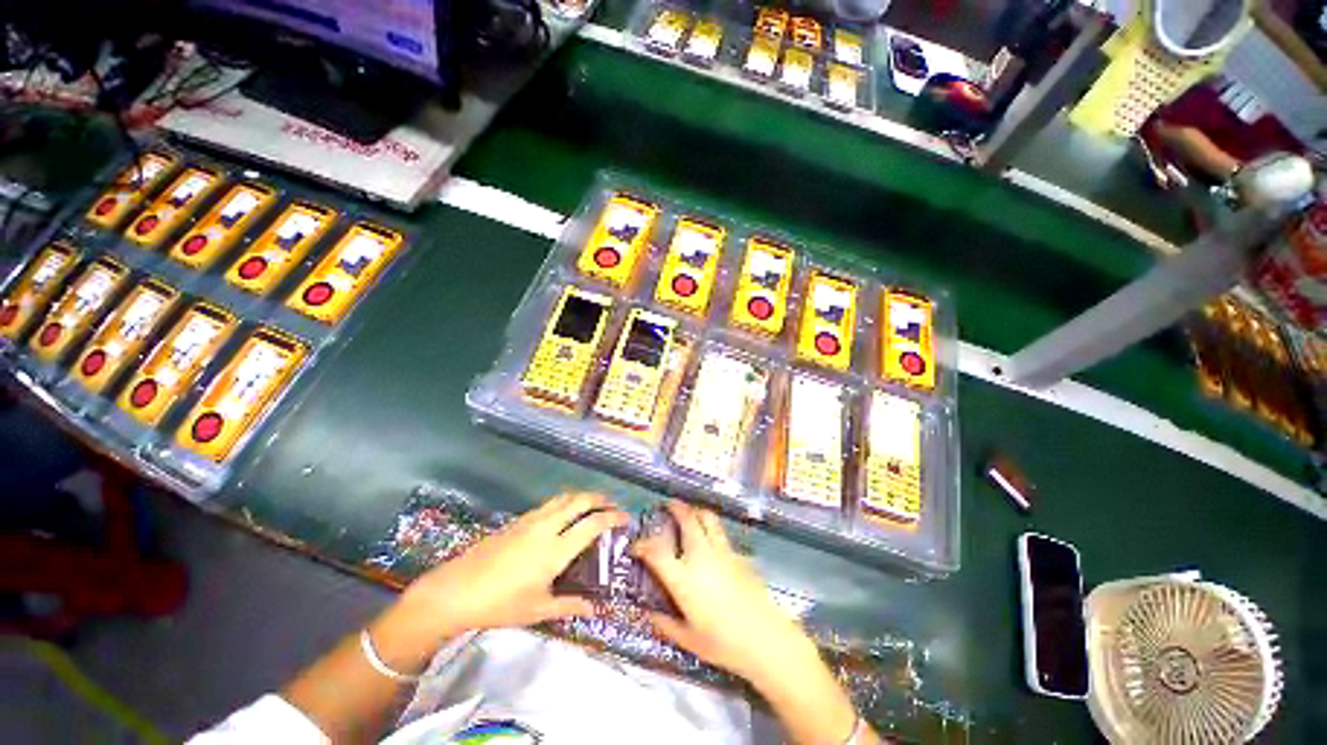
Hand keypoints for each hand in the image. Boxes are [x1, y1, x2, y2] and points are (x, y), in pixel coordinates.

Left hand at [399, 492, 627, 640]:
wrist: (454, 591)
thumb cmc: (499, 605)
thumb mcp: (537, 609)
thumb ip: (569, 605)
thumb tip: (595, 609)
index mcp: (556, 549)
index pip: (592, 523)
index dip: (612, 517)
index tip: (625, 518)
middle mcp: (546, 527)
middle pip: (579, 500)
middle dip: (599, 498)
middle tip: (611, 505)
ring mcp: (530, 520)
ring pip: (563, 497)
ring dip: (581, 497)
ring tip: (591, 505)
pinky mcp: (516, 520)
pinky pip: (548, 504)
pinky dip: (563, 502)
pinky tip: (562, 514)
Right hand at [632, 500, 818, 685]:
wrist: (765, 639)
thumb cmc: (723, 643)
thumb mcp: (688, 639)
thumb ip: (666, 624)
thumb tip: (649, 614)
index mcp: (683, 577)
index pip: (655, 551)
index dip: (642, 545)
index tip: (635, 546)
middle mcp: (700, 556)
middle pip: (687, 519)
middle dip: (675, 508)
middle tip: (667, 505)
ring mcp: (721, 551)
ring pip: (707, 517)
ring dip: (695, 510)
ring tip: (689, 512)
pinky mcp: (738, 554)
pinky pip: (720, 532)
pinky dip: (711, 527)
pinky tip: (710, 539)